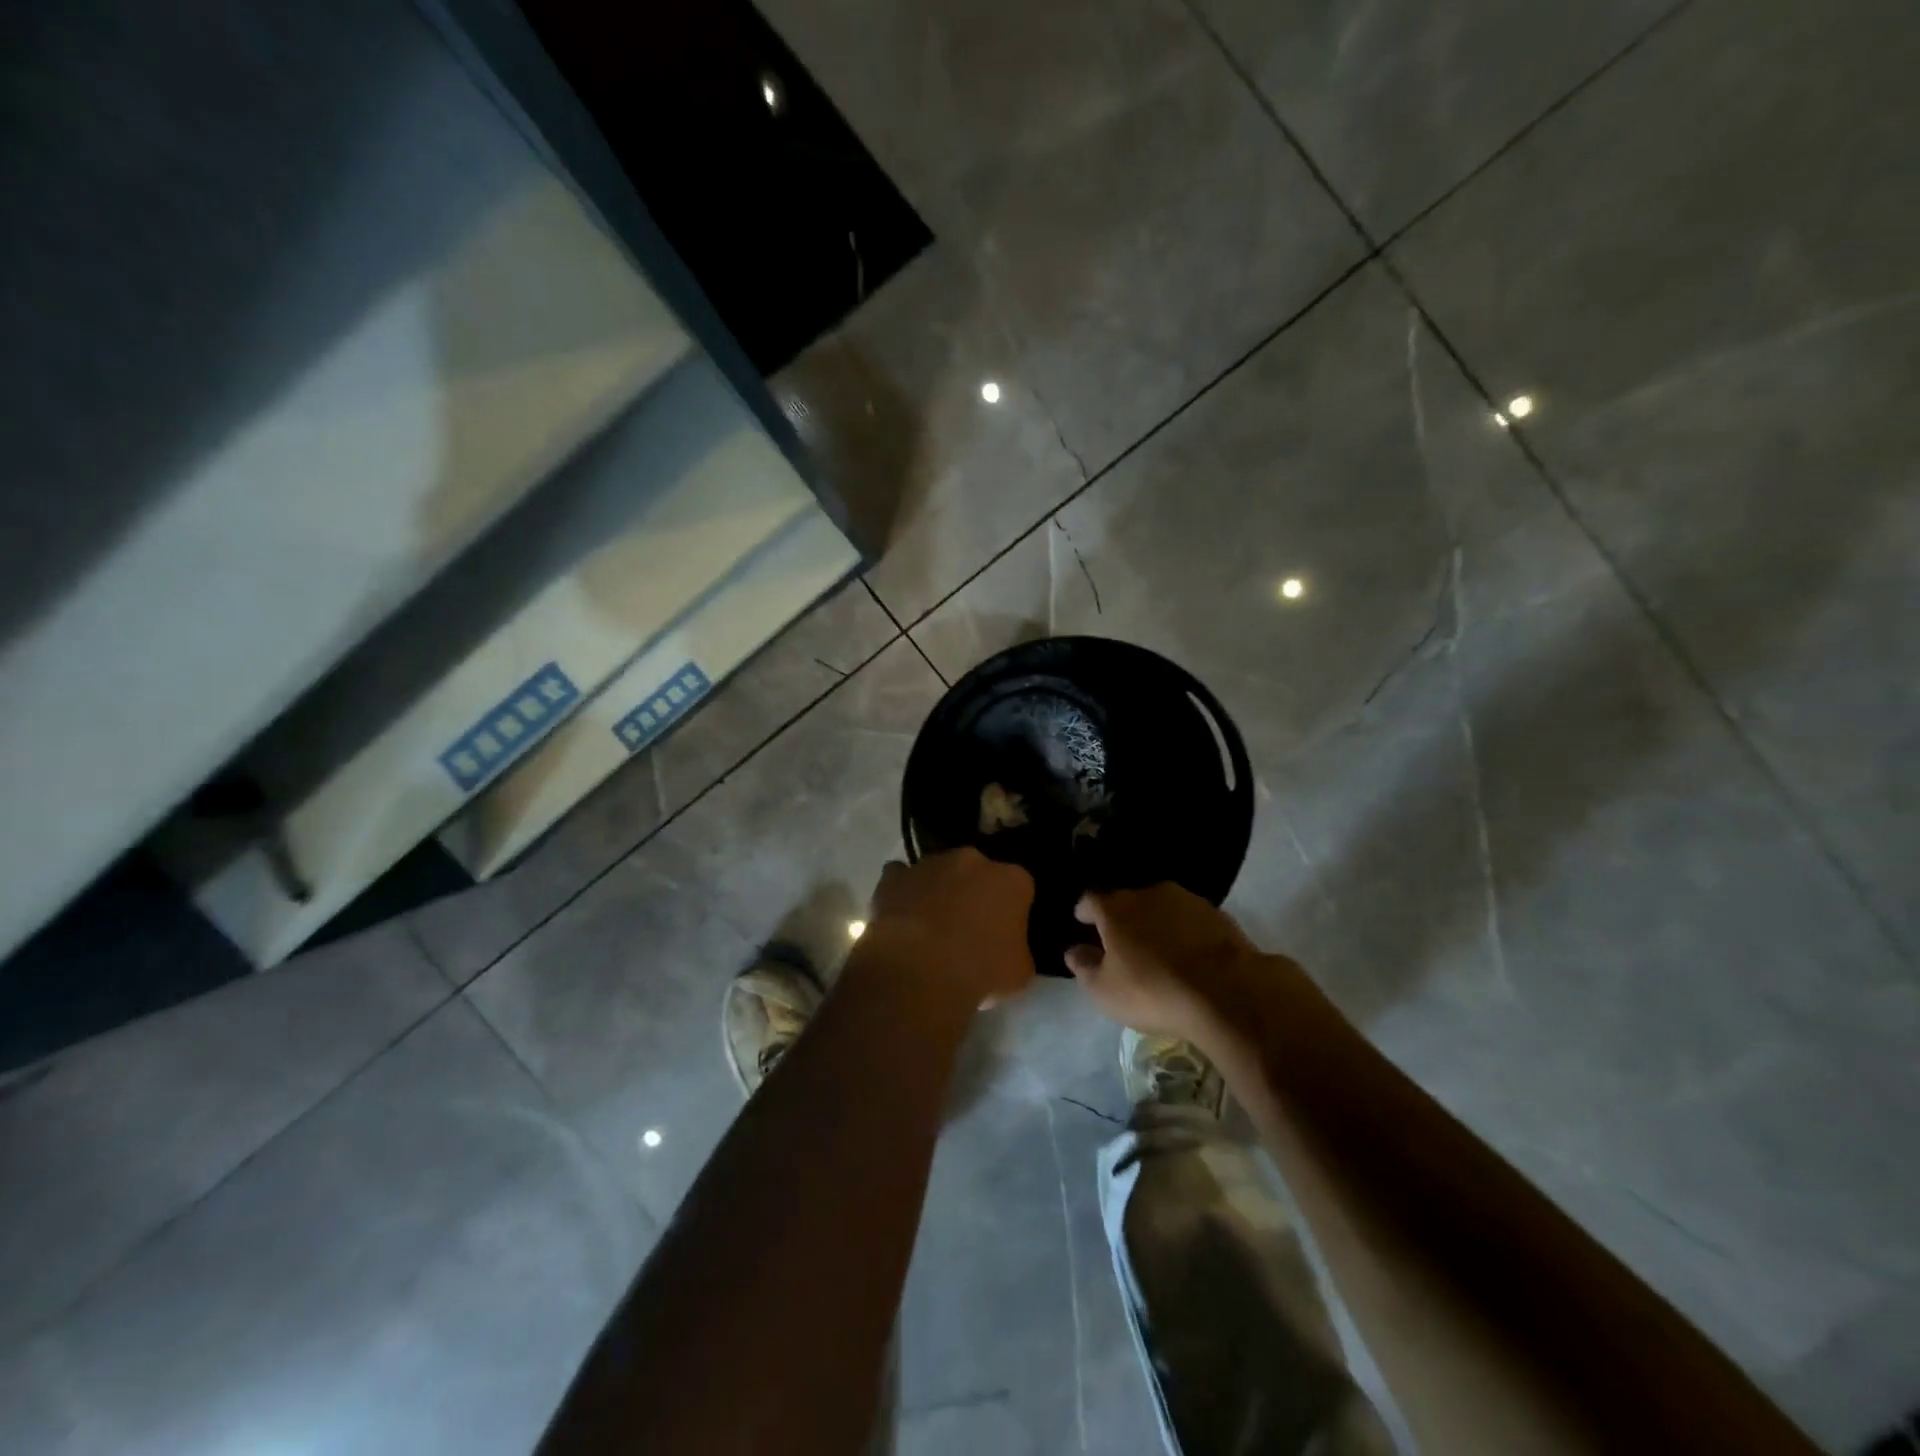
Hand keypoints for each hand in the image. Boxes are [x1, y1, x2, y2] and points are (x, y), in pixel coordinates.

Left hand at [858, 849, 1035, 1007]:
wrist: (918, 972)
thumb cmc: (979, 971)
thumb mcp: (1019, 972)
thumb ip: (1017, 949)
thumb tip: (1007, 949)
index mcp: (1011, 879)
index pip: (1019, 887)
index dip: (1011, 910)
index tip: (1004, 932)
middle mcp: (972, 860)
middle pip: (977, 872)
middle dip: (974, 892)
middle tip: (968, 927)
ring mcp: (930, 864)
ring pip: (939, 872)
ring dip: (938, 890)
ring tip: (930, 927)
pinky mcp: (894, 877)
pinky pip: (900, 878)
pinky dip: (902, 891)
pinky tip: (902, 915)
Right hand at [1065, 883, 1261, 1046]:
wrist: (1227, 992)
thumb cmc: (1153, 991)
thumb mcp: (1105, 992)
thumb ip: (1084, 967)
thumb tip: (1074, 950)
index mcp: (1115, 909)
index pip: (1090, 900)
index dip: (1085, 912)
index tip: (1083, 923)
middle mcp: (1148, 894)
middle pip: (1126, 902)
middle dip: (1121, 918)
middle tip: (1121, 942)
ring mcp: (1186, 900)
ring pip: (1160, 907)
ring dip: (1154, 922)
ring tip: (1157, 948)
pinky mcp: (1217, 914)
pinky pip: (1189, 919)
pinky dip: (1183, 931)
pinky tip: (1188, 953)